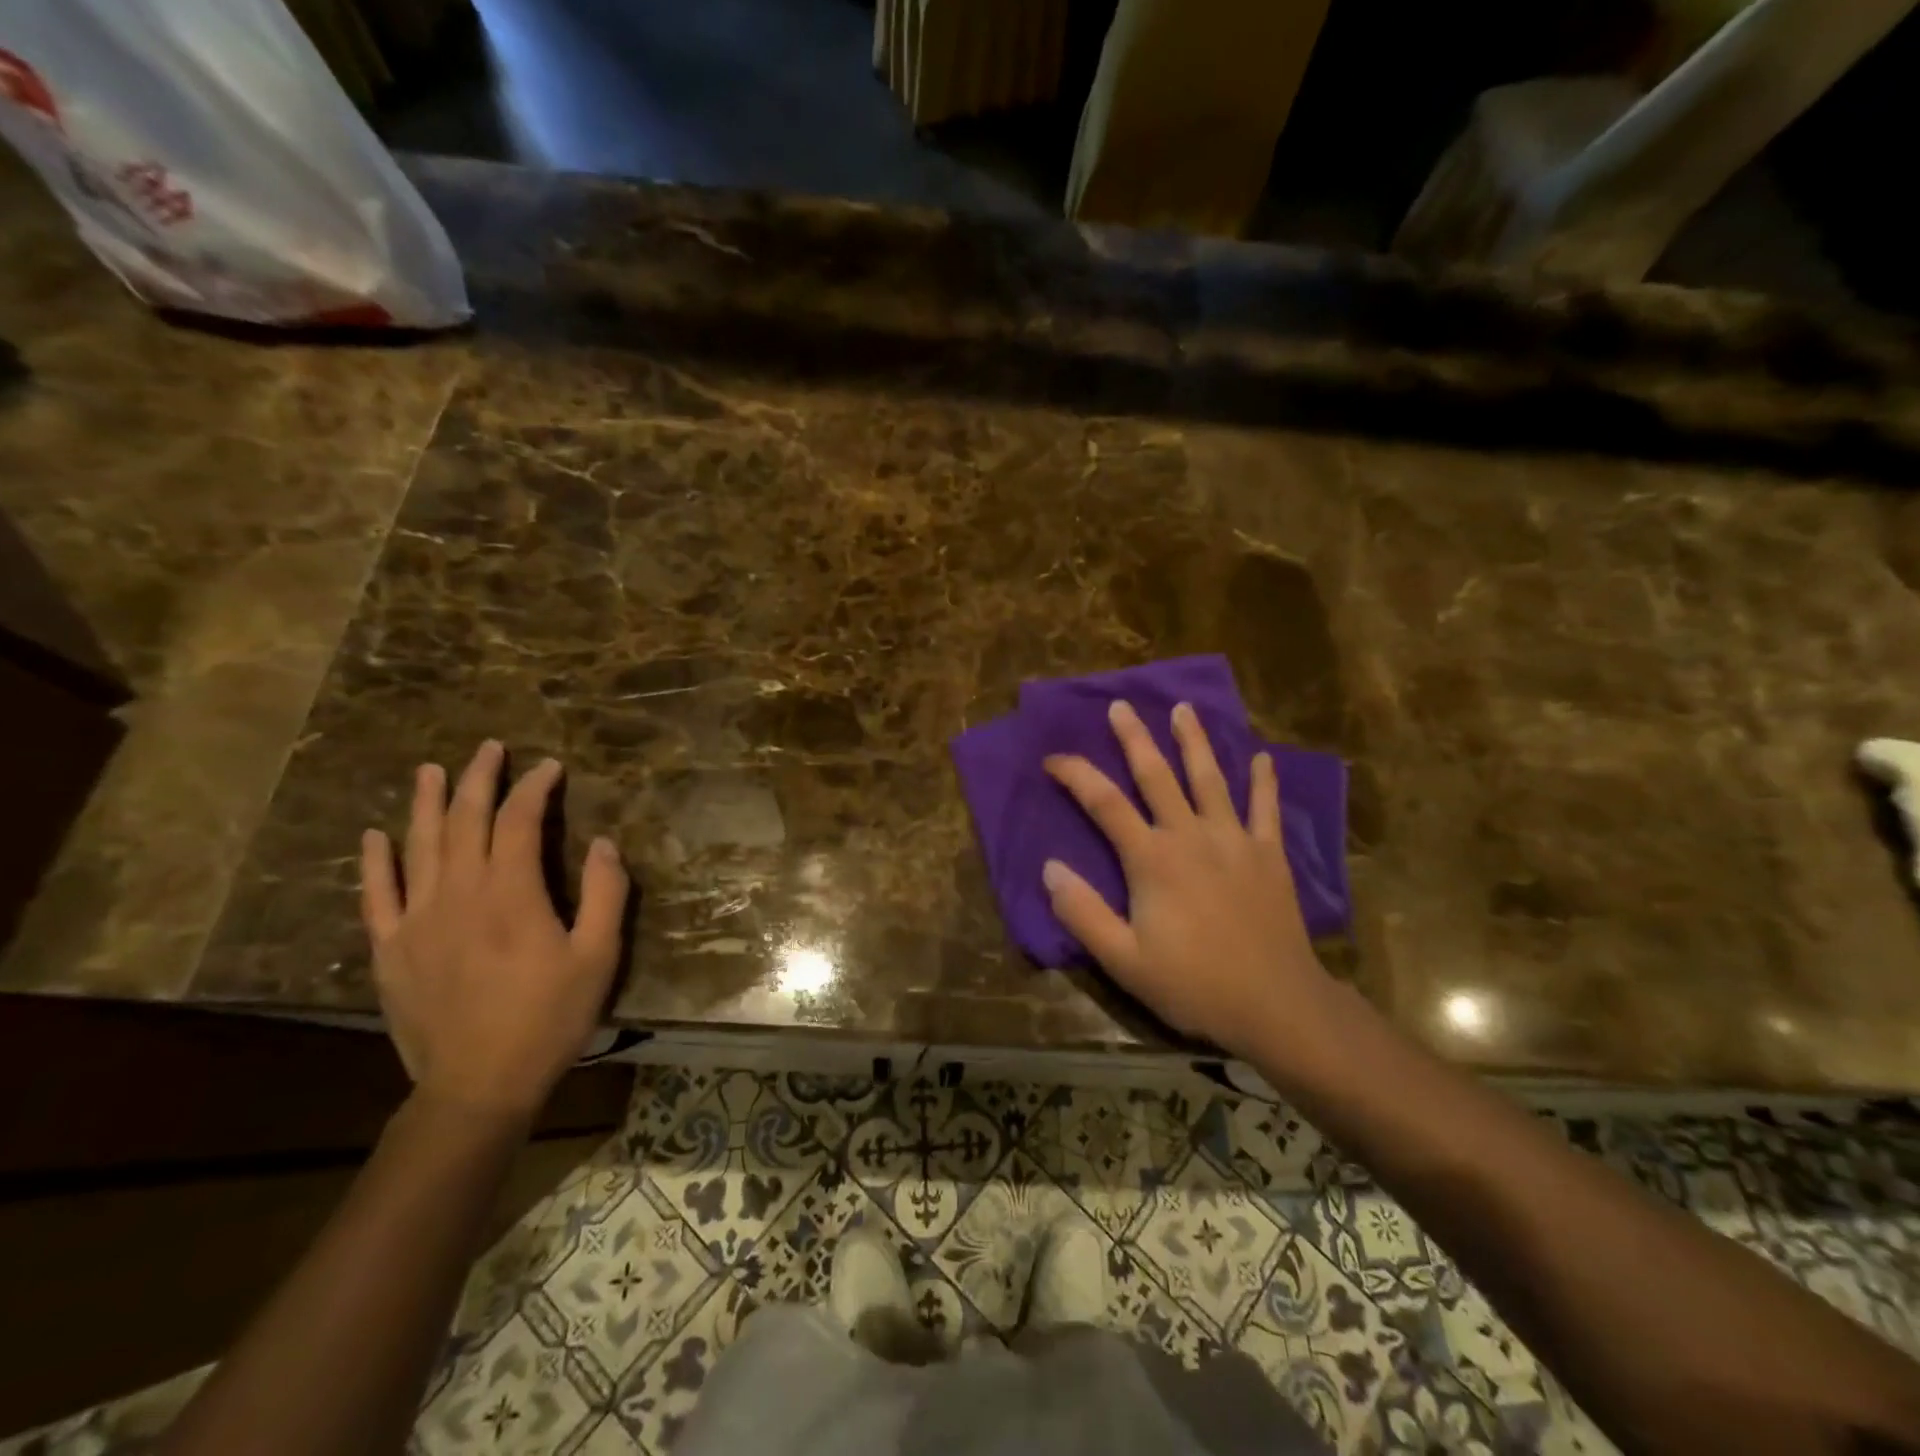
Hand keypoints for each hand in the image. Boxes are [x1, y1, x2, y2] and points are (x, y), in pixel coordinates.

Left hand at [359, 741, 629, 1119]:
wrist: (478, 1084)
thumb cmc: (549, 1018)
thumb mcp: (599, 956)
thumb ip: (607, 895)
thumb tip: (604, 843)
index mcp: (511, 893)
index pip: (519, 821)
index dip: (535, 788)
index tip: (550, 767)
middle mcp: (458, 894)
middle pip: (466, 821)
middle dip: (480, 779)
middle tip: (490, 748)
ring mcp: (417, 920)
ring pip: (419, 846)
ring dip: (427, 803)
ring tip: (432, 770)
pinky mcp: (391, 949)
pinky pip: (377, 894)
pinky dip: (375, 861)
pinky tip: (375, 835)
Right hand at [1042, 700, 1332, 1061]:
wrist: (1277, 1005)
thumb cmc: (1194, 984)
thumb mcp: (1124, 960)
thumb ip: (1084, 913)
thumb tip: (1049, 868)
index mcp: (1152, 859)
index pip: (1104, 803)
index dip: (1076, 775)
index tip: (1053, 758)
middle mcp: (1191, 836)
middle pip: (1158, 775)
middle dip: (1135, 738)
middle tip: (1121, 706)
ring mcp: (1235, 841)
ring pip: (1210, 779)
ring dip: (1194, 742)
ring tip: (1184, 709)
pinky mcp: (1269, 856)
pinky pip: (1265, 809)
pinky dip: (1263, 782)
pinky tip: (1261, 758)